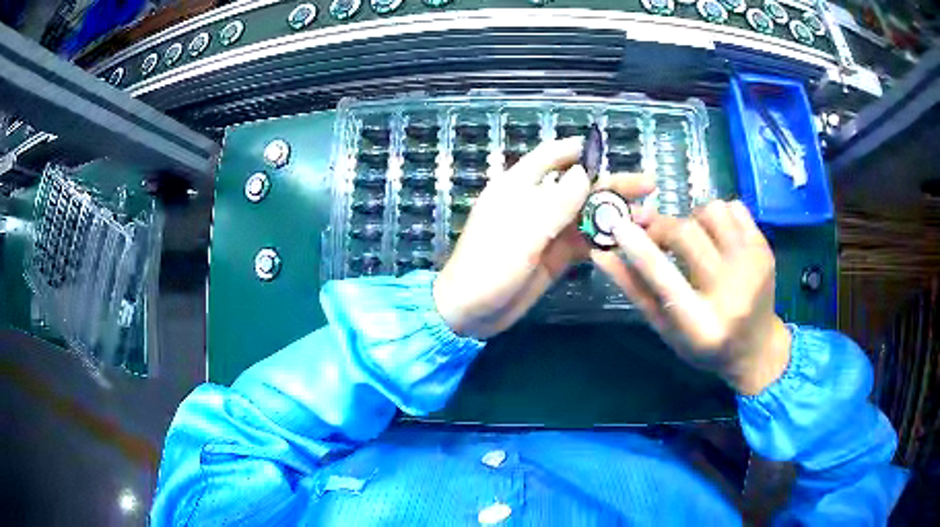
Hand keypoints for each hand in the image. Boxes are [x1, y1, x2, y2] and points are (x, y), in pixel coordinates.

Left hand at [434, 138, 654, 339]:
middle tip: (648, 185)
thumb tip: (586, 172)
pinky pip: (585, 242)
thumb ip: (556, 203)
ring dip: (616, 214)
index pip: (551, 157)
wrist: (470, 313)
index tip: (609, 148)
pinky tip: (630, 240)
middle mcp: (536, 204)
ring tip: (649, 215)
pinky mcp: (555, 256)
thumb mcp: (522, 233)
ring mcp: (548, 232)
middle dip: (612, 185)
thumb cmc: (487, 267)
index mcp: (518, 187)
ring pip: (587, 215)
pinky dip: (606, 239)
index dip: (578, 150)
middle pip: (580, 187)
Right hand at [592, 200, 791, 394]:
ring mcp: (754, 266)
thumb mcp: (665, 329)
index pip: (665, 278)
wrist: (757, 348)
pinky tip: (715, 237)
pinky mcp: (765, 249)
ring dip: (692, 218)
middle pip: (687, 233)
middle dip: (662, 227)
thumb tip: (602, 254)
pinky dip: (717, 215)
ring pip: (712, 211)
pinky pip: (735, 207)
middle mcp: (733, 293)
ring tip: (692, 239)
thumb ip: (635, 291)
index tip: (617, 225)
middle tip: (653, 233)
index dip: (639, 248)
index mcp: (702, 325)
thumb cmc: (705, 346)